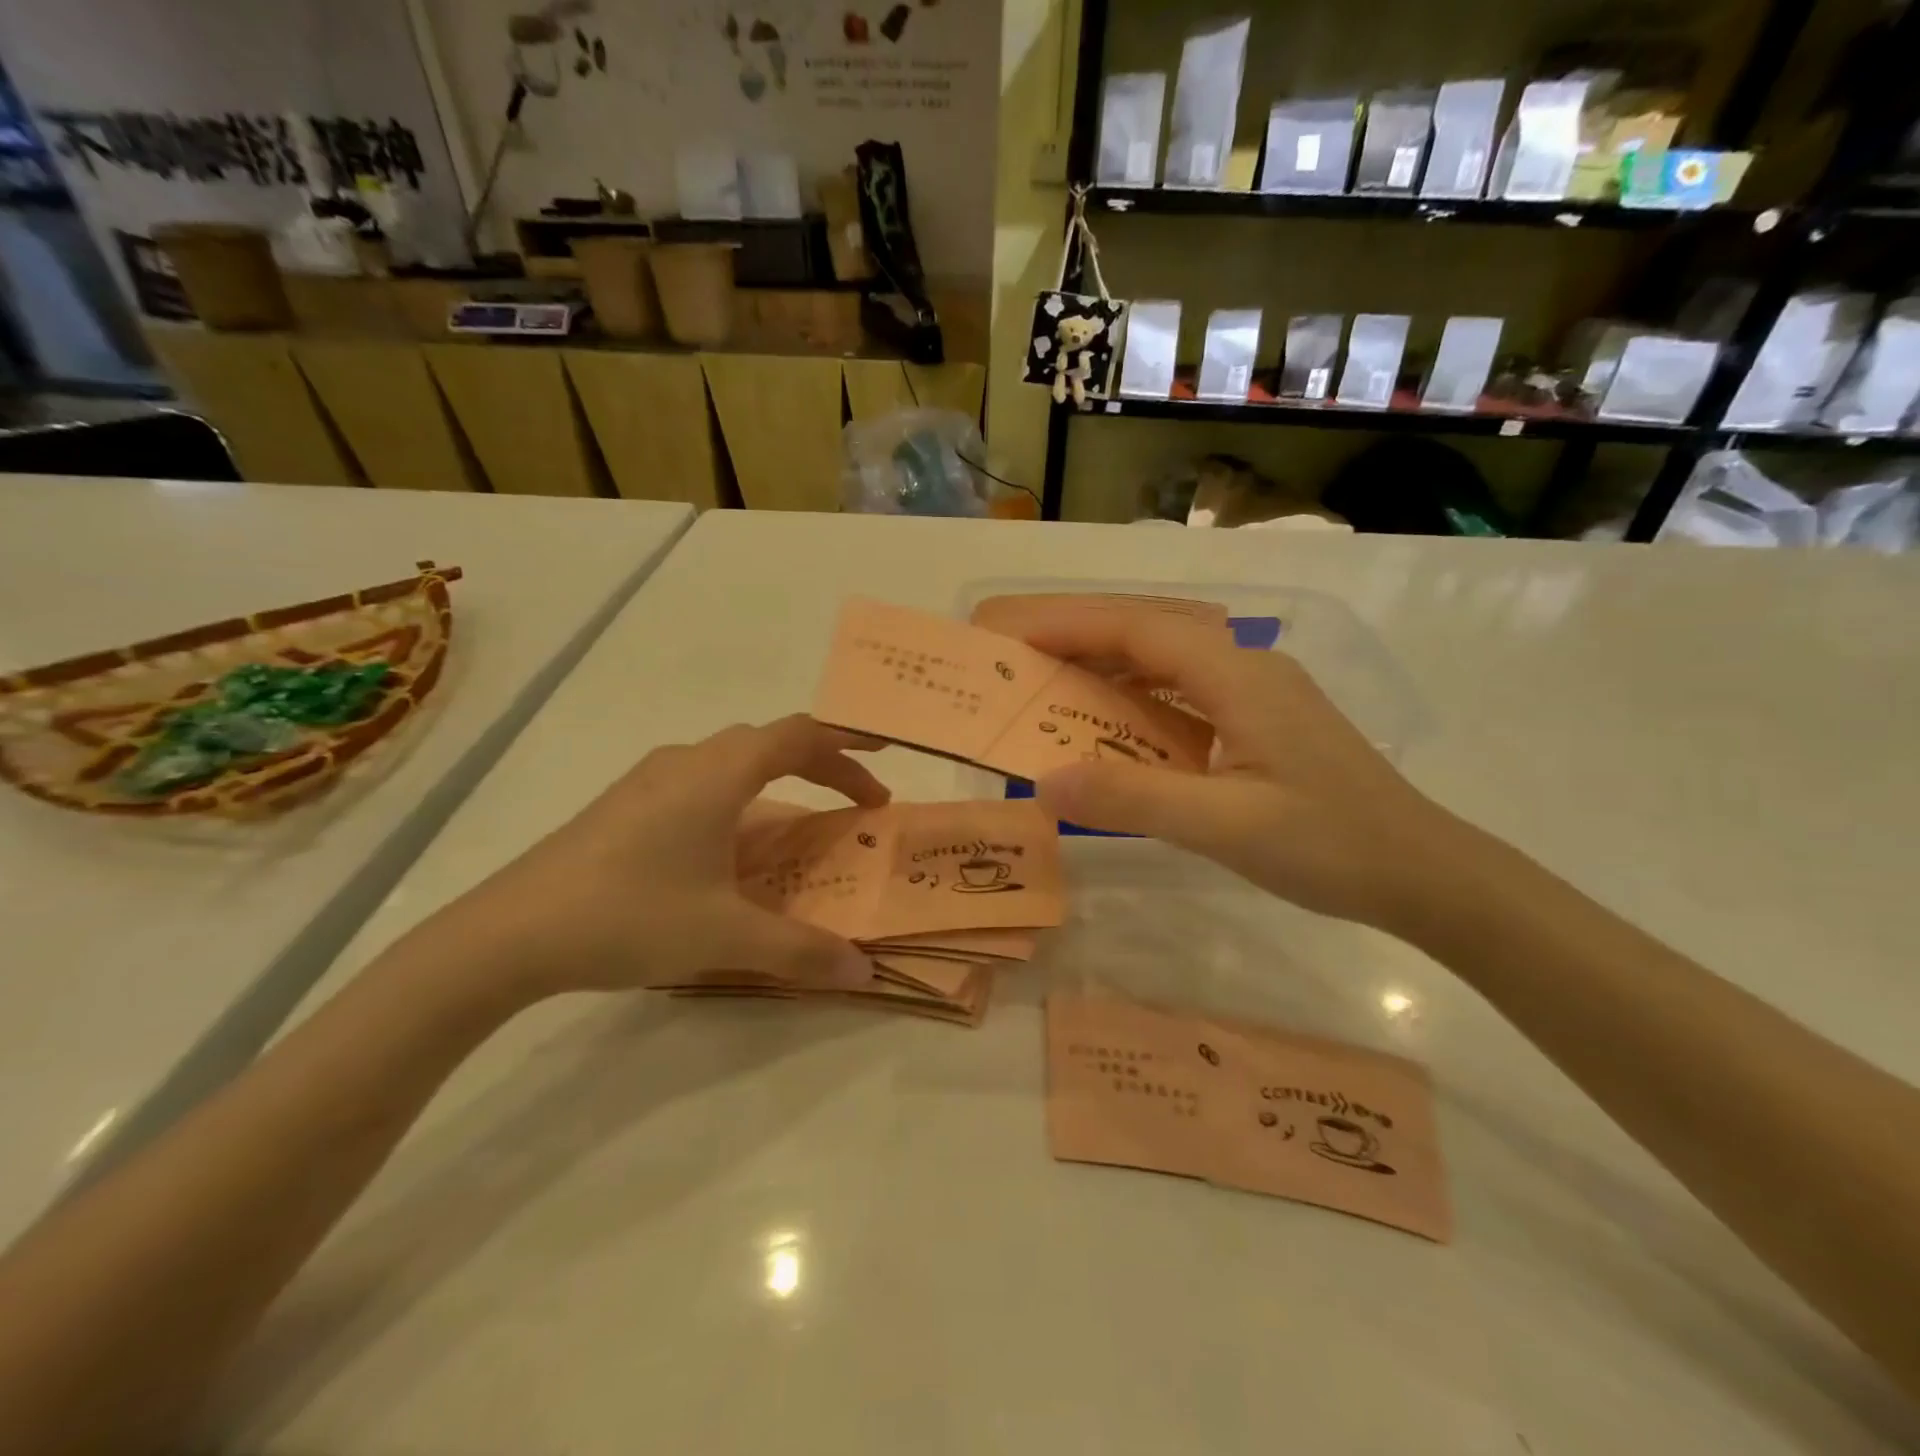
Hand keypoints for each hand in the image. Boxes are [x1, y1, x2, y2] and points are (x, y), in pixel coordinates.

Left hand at [429, 715, 887, 999]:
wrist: (506, 935)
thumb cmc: (629, 916)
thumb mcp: (726, 937)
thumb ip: (802, 950)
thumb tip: (865, 968)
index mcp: (718, 774)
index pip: (800, 736)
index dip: (850, 743)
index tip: (887, 758)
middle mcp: (686, 762)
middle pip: (770, 743)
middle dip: (823, 766)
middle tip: (857, 805)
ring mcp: (648, 781)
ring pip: (732, 762)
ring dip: (778, 782)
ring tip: (801, 826)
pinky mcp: (623, 806)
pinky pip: (700, 784)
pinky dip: (739, 799)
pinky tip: (730, 850)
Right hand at [1008, 605, 1466, 930]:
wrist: (1424, 873)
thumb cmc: (1329, 845)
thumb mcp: (1224, 827)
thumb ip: (1132, 801)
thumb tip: (1043, 781)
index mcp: (1239, 677)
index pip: (1139, 632)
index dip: (1071, 627)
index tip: (1013, 636)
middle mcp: (1247, 669)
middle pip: (1151, 638)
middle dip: (1082, 642)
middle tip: (1021, 660)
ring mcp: (1260, 694)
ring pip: (1169, 666)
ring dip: (1110, 671)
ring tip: (1054, 689)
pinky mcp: (1265, 722)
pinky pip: (1187, 696)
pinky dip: (1140, 703)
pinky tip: (1118, 728)